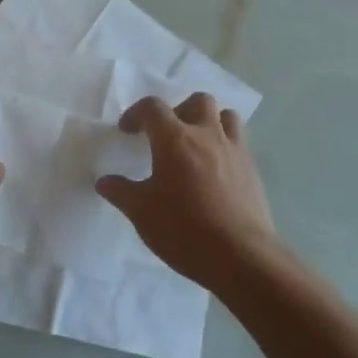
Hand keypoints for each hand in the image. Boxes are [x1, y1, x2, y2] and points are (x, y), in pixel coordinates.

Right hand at [97, 94, 278, 289]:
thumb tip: (105, 182)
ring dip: (209, 122)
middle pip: (198, 101)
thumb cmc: (183, 229)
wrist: (240, 257)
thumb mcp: (141, 212)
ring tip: (195, 146)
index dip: (136, 113)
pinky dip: (224, 147)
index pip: (153, 107)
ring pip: (226, 117)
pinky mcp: (252, 171)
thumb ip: (121, 191)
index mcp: (175, 139)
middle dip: (179, 110)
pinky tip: (214, 173)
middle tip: (166, 135)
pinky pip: (239, 143)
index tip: (127, 132)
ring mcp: (235, 151)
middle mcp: (208, 136)